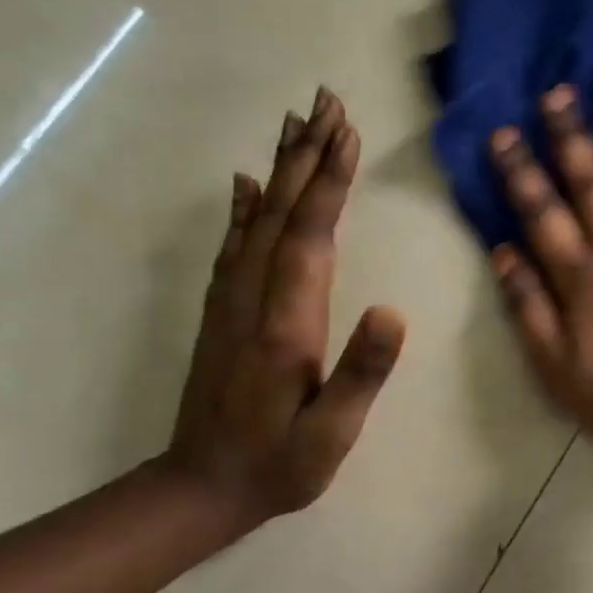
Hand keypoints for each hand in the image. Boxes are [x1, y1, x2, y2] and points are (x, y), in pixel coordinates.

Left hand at [165, 88, 404, 526]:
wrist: (200, 490)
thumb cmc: (280, 464)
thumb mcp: (332, 433)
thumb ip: (361, 373)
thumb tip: (393, 310)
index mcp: (287, 324)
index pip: (311, 238)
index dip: (329, 184)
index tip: (347, 133)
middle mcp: (254, 300)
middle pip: (281, 214)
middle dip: (306, 156)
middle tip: (325, 102)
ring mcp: (232, 303)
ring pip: (257, 221)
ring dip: (279, 170)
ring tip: (296, 125)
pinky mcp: (223, 313)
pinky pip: (234, 247)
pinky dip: (244, 208)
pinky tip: (247, 184)